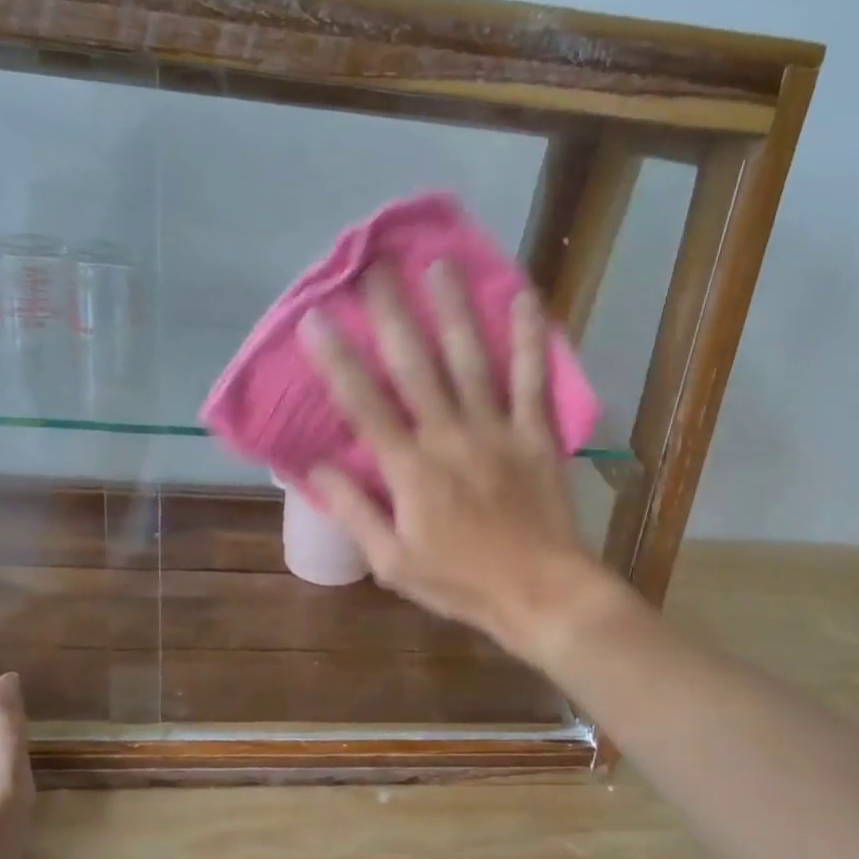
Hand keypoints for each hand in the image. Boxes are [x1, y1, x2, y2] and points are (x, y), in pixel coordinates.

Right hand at [300, 261, 621, 659]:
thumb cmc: (461, 582)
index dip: (337, 360)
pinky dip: (531, 339)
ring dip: (454, 310)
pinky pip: (533, 380)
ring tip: (439, 263)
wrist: (541, 594)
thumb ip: (354, 511)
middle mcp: (450, 437)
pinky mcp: (535, 435)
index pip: (365, 405)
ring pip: (471, 360)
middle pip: (416, 367)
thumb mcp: (392, 562)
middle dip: (392, 314)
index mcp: (411, 470)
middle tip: (375, 266)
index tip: (317, 317)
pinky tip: (525, 298)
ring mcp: (497, 431)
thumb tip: (316, 466)